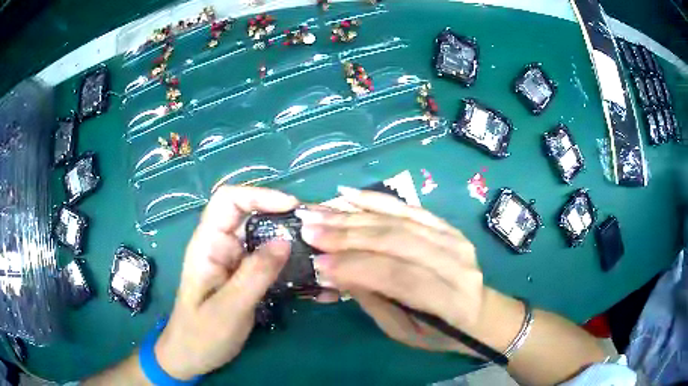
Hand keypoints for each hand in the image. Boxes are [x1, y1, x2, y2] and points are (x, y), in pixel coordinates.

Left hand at [153, 186, 296, 379]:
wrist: (191, 356)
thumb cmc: (201, 335)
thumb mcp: (229, 308)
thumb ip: (255, 275)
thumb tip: (285, 240)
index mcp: (208, 244)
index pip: (228, 200)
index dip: (259, 195)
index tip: (291, 207)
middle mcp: (220, 246)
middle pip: (250, 214)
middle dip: (280, 214)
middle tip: (313, 228)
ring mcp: (232, 261)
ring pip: (261, 236)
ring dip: (287, 238)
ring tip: (317, 247)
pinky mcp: (243, 276)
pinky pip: (266, 258)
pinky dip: (286, 259)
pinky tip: (306, 270)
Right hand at [297, 187, 485, 354]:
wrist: (480, 313)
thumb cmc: (440, 332)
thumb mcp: (404, 331)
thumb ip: (373, 301)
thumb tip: (334, 273)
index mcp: (449, 299)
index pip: (398, 277)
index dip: (356, 269)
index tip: (317, 264)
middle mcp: (455, 262)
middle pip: (397, 241)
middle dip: (347, 235)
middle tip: (309, 230)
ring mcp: (453, 238)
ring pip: (398, 221)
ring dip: (354, 216)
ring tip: (319, 213)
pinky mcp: (447, 226)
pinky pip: (409, 207)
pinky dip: (377, 199)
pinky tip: (349, 194)